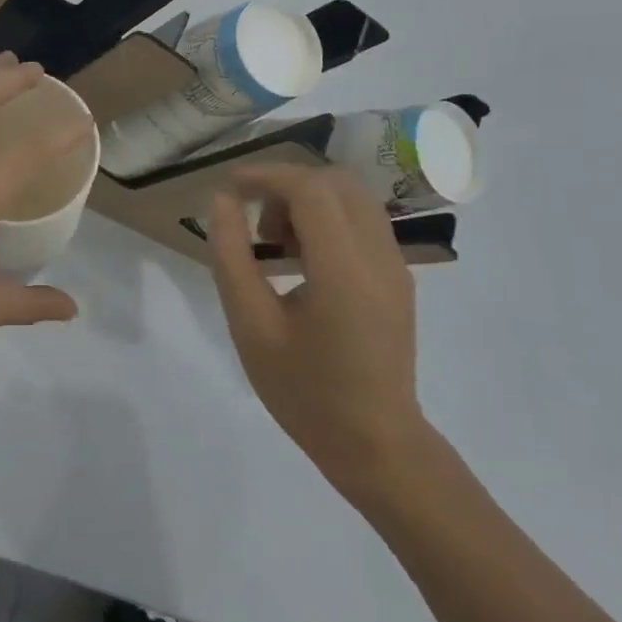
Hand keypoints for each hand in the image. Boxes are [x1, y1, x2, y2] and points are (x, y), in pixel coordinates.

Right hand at [208, 164, 431, 504]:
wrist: (375, 444)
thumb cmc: (304, 391)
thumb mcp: (251, 326)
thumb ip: (233, 257)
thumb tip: (223, 202)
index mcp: (343, 272)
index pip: (310, 190)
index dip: (266, 176)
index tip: (230, 187)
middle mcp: (379, 258)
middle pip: (336, 183)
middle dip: (287, 186)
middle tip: (255, 223)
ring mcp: (396, 267)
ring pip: (353, 198)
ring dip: (310, 201)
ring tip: (277, 244)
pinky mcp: (398, 278)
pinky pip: (363, 222)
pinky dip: (329, 219)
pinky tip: (304, 260)